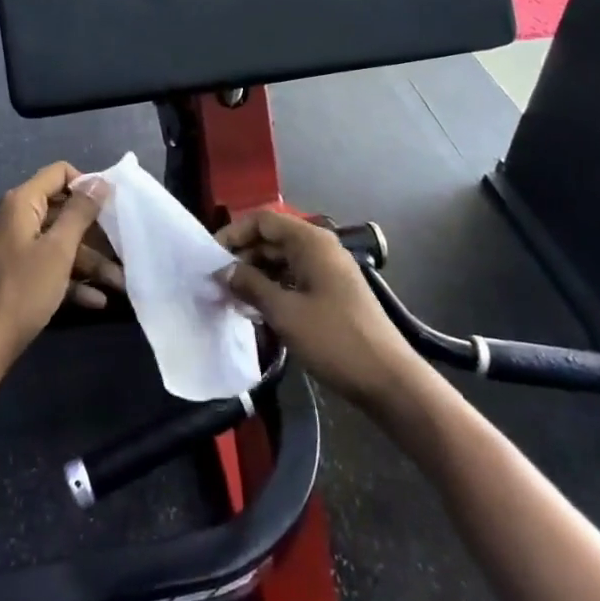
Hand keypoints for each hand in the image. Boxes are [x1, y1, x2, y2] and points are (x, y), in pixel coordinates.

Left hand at [0, 163, 111, 363]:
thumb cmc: (22, 290)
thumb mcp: (58, 250)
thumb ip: (80, 212)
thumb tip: (99, 180)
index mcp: (19, 203)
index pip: (58, 173)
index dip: (87, 185)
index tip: (111, 207)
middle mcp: (11, 218)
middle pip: (60, 212)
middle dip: (93, 234)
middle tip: (122, 249)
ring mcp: (8, 247)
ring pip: (55, 244)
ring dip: (87, 262)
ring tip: (119, 283)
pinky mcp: (9, 273)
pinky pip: (43, 265)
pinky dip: (67, 278)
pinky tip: (96, 300)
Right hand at [219, 210, 416, 407]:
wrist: (388, 380)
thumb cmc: (334, 339)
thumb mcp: (285, 312)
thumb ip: (250, 285)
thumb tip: (223, 270)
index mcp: (310, 242)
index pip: (263, 220)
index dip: (234, 233)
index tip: (211, 257)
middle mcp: (320, 247)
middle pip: (272, 239)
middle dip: (243, 257)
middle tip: (217, 282)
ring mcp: (328, 270)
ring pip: (282, 260)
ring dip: (256, 275)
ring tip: (232, 298)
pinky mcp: (332, 292)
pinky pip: (294, 278)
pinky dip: (274, 288)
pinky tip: (257, 310)